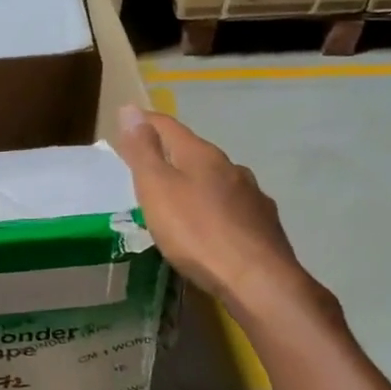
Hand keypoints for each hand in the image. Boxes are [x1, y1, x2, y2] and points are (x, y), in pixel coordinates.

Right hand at [111, 105, 334, 327]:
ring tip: (178, 199)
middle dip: (170, 155)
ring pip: (216, 179)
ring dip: (195, 182)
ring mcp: (252, 195)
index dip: (145, 122)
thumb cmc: (196, 232)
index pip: (168, 126)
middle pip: (193, 152)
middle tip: (146, 167)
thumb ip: (142, 151)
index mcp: (201, 155)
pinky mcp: (263, 224)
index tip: (126, 123)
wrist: (258, 281)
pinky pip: (231, 206)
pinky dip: (214, 207)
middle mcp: (230, 167)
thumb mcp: (157, 189)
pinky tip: (210, 224)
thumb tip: (131, 109)